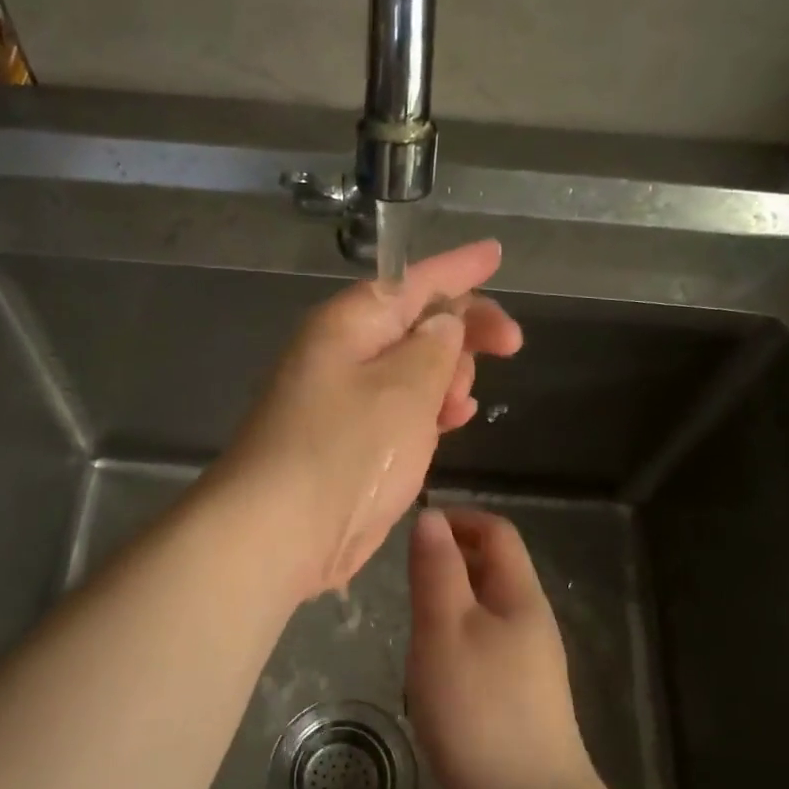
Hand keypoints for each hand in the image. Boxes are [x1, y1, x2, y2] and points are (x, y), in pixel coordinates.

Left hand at [217, 240, 521, 598]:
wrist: (279, 532)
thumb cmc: (345, 450)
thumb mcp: (404, 389)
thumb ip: (434, 348)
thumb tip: (445, 322)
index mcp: (348, 325)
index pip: (411, 281)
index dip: (458, 269)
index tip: (496, 255)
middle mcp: (341, 355)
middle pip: (413, 324)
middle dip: (463, 330)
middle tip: (510, 346)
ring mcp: (342, 401)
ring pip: (410, 369)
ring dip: (448, 376)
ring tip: (468, 399)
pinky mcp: (349, 443)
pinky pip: (401, 409)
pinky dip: (431, 410)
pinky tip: (455, 419)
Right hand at [406, 507, 597, 788]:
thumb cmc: (478, 707)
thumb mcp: (445, 628)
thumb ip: (436, 570)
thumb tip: (431, 517)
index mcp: (520, 596)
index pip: (497, 532)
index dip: (459, 519)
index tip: (414, 529)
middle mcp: (531, 622)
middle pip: (493, 569)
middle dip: (450, 558)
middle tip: (404, 574)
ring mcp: (528, 664)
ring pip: (485, 610)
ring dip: (449, 600)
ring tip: (411, 617)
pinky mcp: (516, 699)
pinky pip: (483, 646)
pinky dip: (454, 638)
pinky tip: (431, 666)